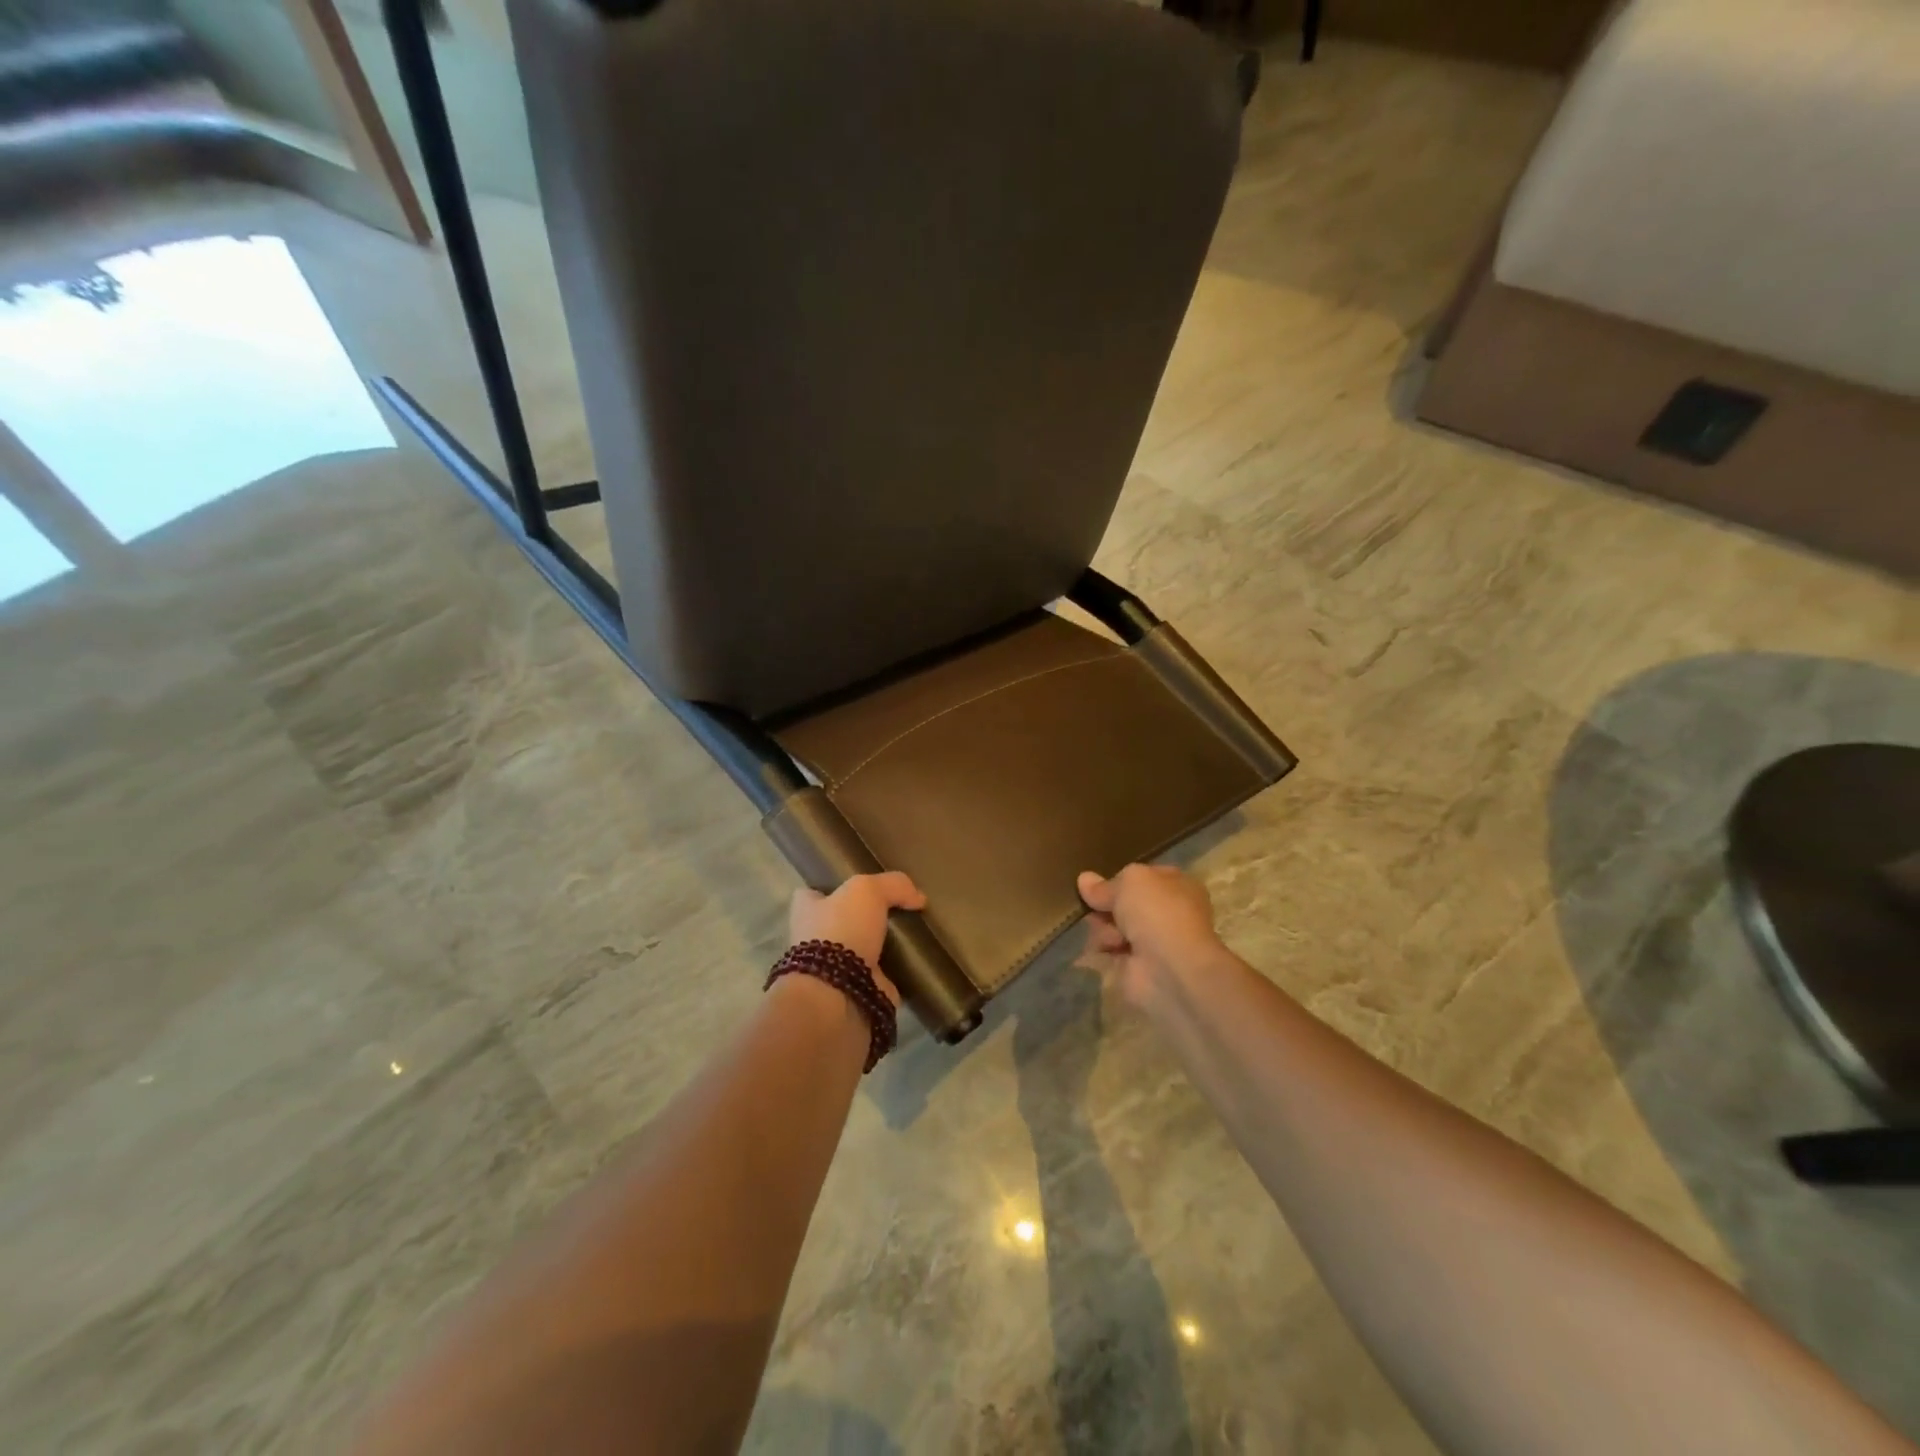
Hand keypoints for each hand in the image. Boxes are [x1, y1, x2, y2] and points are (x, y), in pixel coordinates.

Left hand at [789, 872, 926, 1006]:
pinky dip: (896, 974)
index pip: (813, 893)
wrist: (839, 993)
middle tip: (897, 910)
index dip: (833, 888)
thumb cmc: (842, 931)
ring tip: (913, 936)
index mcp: (807, 911)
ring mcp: (835, 969)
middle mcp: (815, 939)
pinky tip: (917, 963)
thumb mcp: (867, 890)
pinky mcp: (856, 992)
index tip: (860, 888)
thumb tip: (917, 897)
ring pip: (862, 950)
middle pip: (842, 921)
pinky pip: (881, 978)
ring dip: (882, 947)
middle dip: (864, 919)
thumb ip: (893, 885)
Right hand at [1076, 864, 1224, 1006]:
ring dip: (1104, 928)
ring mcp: (1152, 941)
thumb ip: (1105, 884)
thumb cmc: (1157, 913)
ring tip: (1109, 935)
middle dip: (1106, 905)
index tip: (1097, 882)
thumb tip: (1084, 880)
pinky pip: (1109, 950)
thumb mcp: (1129, 881)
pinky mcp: (1136, 965)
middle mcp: (1167, 912)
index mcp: (1177, 886)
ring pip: (1113, 925)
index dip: (1119, 878)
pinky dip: (1102, 949)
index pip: (1143, 876)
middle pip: (1123, 902)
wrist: (1169, 968)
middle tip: (1094, 907)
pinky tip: (1103, 949)